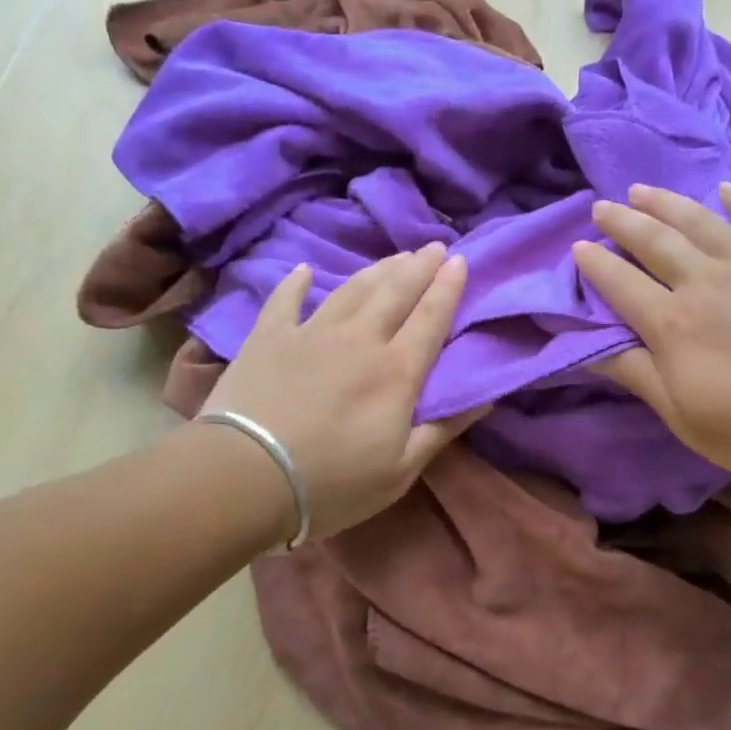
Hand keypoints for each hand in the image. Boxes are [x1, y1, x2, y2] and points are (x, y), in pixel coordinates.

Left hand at [193, 244, 482, 539]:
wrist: (245, 476)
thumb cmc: (332, 483)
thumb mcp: (400, 470)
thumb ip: (442, 429)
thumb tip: (485, 398)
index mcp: (396, 372)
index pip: (431, 319)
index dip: (448, 288)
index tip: (461, 261)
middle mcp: (360, 340)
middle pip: (396, 293)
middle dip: (420, 266)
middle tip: (436, 245)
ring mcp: (311, 333)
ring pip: (352, 290)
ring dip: (377, 269)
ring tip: (395, 255)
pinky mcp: (268, 337)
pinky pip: (285, 300)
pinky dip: (296, 283)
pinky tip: (304, 271)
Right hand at [572, 183, 730, 489]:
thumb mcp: (685, 418)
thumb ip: (637, 376)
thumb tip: (588, 349)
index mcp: (674, 325)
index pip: (622, 285)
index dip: (596, 265)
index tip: (577, 247)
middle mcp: (706, 283)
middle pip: (655, 243)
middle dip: (623, 222)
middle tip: (602, 207)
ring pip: (700, 222)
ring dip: (667, 203)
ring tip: (642, 190)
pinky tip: (725, 191)